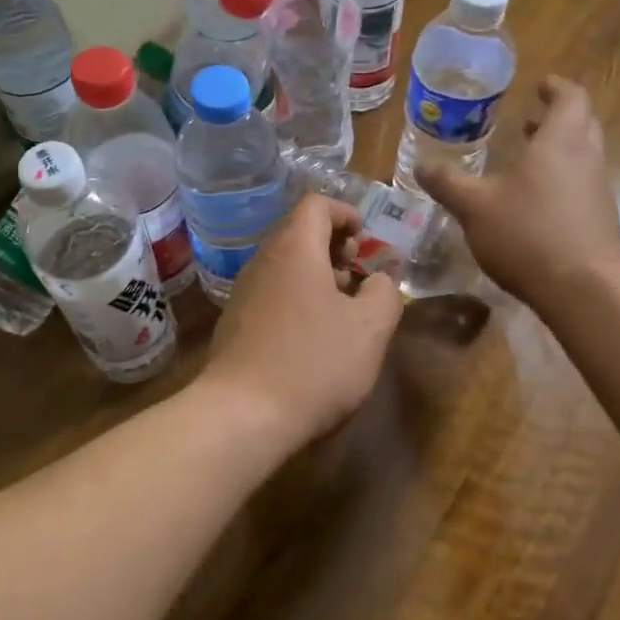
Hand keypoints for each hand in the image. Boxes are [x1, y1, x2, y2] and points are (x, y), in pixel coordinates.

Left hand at [202, 195, 403, 445]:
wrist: (242, 415)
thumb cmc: (314, 363)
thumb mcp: (370, 328)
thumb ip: (384, 292)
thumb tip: (379, 279)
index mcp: (295, 249)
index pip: (316, 205)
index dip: (346, 213)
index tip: (366, 239)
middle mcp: (263, 261)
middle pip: (298, 233)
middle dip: (333, 245)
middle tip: (357, 273)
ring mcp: (243, 293)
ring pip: (285, 265)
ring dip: (316, 274)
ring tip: (342, 307)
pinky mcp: (235, 324)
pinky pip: (271, 293)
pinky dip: (297, 297)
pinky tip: (312, 336)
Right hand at [418, 75, 619, 312]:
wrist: (583, 290)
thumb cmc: (528, 234)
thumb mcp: (474, 206)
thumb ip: (448, 182)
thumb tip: (421, 164)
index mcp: (561, 142)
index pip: (571, 98)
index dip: (556, 88)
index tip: (541, 85)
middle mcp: (587, 159)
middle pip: (582, 124)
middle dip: (557, 118)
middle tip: (529, 119)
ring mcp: (598, 192)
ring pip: (583, 157)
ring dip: (558, 150)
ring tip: (526, 157)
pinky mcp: (600, 221)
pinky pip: (582, 186)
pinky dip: (561, 180)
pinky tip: (534, 202)